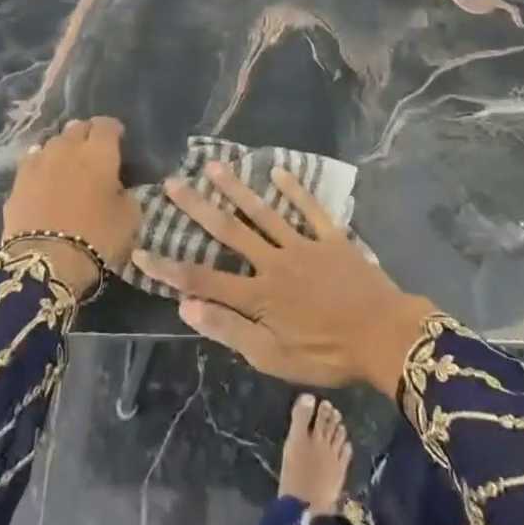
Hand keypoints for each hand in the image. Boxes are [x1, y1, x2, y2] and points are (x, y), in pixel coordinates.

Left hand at [1, 117, 135, 295]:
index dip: (113, 129)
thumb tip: (116, 188)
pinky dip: (41, 163)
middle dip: (87, 134)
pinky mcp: (18, 182)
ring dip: (63, 147)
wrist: (45, 263)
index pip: (106, 125)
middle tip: (93, 150)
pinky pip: (32, 161)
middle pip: (77, 128)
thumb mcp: (129, 218)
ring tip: (68, 161)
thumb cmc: (97, 237)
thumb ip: (125, 194)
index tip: (118, 138)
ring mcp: (39, 163)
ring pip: (53, 142)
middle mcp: (67, 149)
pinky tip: (44, 173)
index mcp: (99, 153)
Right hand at [131, 163, 438, 393]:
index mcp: (258, 294)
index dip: (169, 267)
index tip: (140, 251)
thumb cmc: (326, 355)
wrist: (383, 337)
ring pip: (263, 212)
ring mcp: (302, 245)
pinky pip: (309, 209)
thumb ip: (230, 330)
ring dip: (236, 189)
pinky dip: (294, 189)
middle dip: (197, 208)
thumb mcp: (273, 358)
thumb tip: (186, 307)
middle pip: (229, 231)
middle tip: (173, 182)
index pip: (202, 279)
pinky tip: (277, 171)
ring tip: (213, 166)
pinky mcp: (330, 238)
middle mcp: (273, 261)